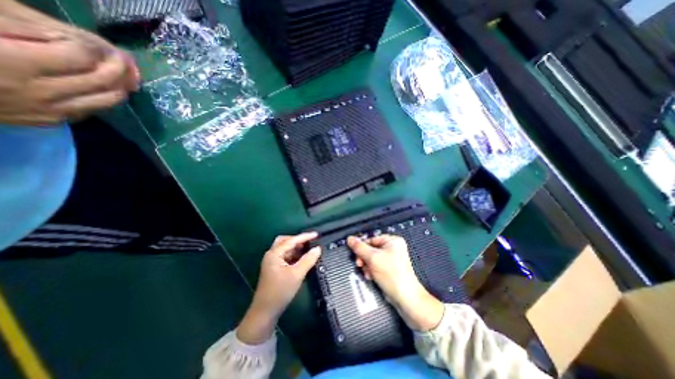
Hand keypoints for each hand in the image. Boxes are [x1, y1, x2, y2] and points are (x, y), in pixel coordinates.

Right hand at [0, 15, 138, 123]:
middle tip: (122, 58)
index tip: (97, 42)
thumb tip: (86, 40)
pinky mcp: (51, 120)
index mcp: (9, 60)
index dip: (93, 47)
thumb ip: (32, 25)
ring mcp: (48, 110)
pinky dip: (104, 96)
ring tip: (121, 73)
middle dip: (119, 67)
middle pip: (102, 80)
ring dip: (120, 85)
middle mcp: (37, 91)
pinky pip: (93, 108)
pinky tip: (103, 86)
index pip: (79, 56)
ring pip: (108, 99)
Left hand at [238, 233, 320, 344]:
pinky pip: (285, 256)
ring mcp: (272, 262)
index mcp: (274, 254)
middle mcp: (272, 255)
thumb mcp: (297, 275)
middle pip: (285, 241)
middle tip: (310, 242)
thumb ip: (308, 260)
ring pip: (285, 249)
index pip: (291, 241)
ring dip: (296, 248)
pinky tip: (302, 259)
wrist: (265, 312)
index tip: (316, 234)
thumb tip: (318, 249)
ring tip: (308, 249)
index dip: (305, 237)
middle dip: (298, 240)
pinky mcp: (274, 269)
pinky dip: (294, 255)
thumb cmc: (280, 291)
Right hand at [351, 236, 446, 330]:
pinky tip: (371, 276)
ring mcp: (392, 259)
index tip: (356, 254)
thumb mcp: (372, 258)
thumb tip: (350, 239)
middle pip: (371, 249)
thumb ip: (359, 247)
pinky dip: (372, 270)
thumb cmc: (392, 275)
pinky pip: (376, 266)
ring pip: (372, 258)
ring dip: (367, 266)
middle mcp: (393, 248)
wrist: (405, 297)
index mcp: (393, 241)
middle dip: (365, 258)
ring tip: (368, 272)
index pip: (371, 239)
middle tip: (360, 264)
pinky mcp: (390, 269)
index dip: (362, 247)